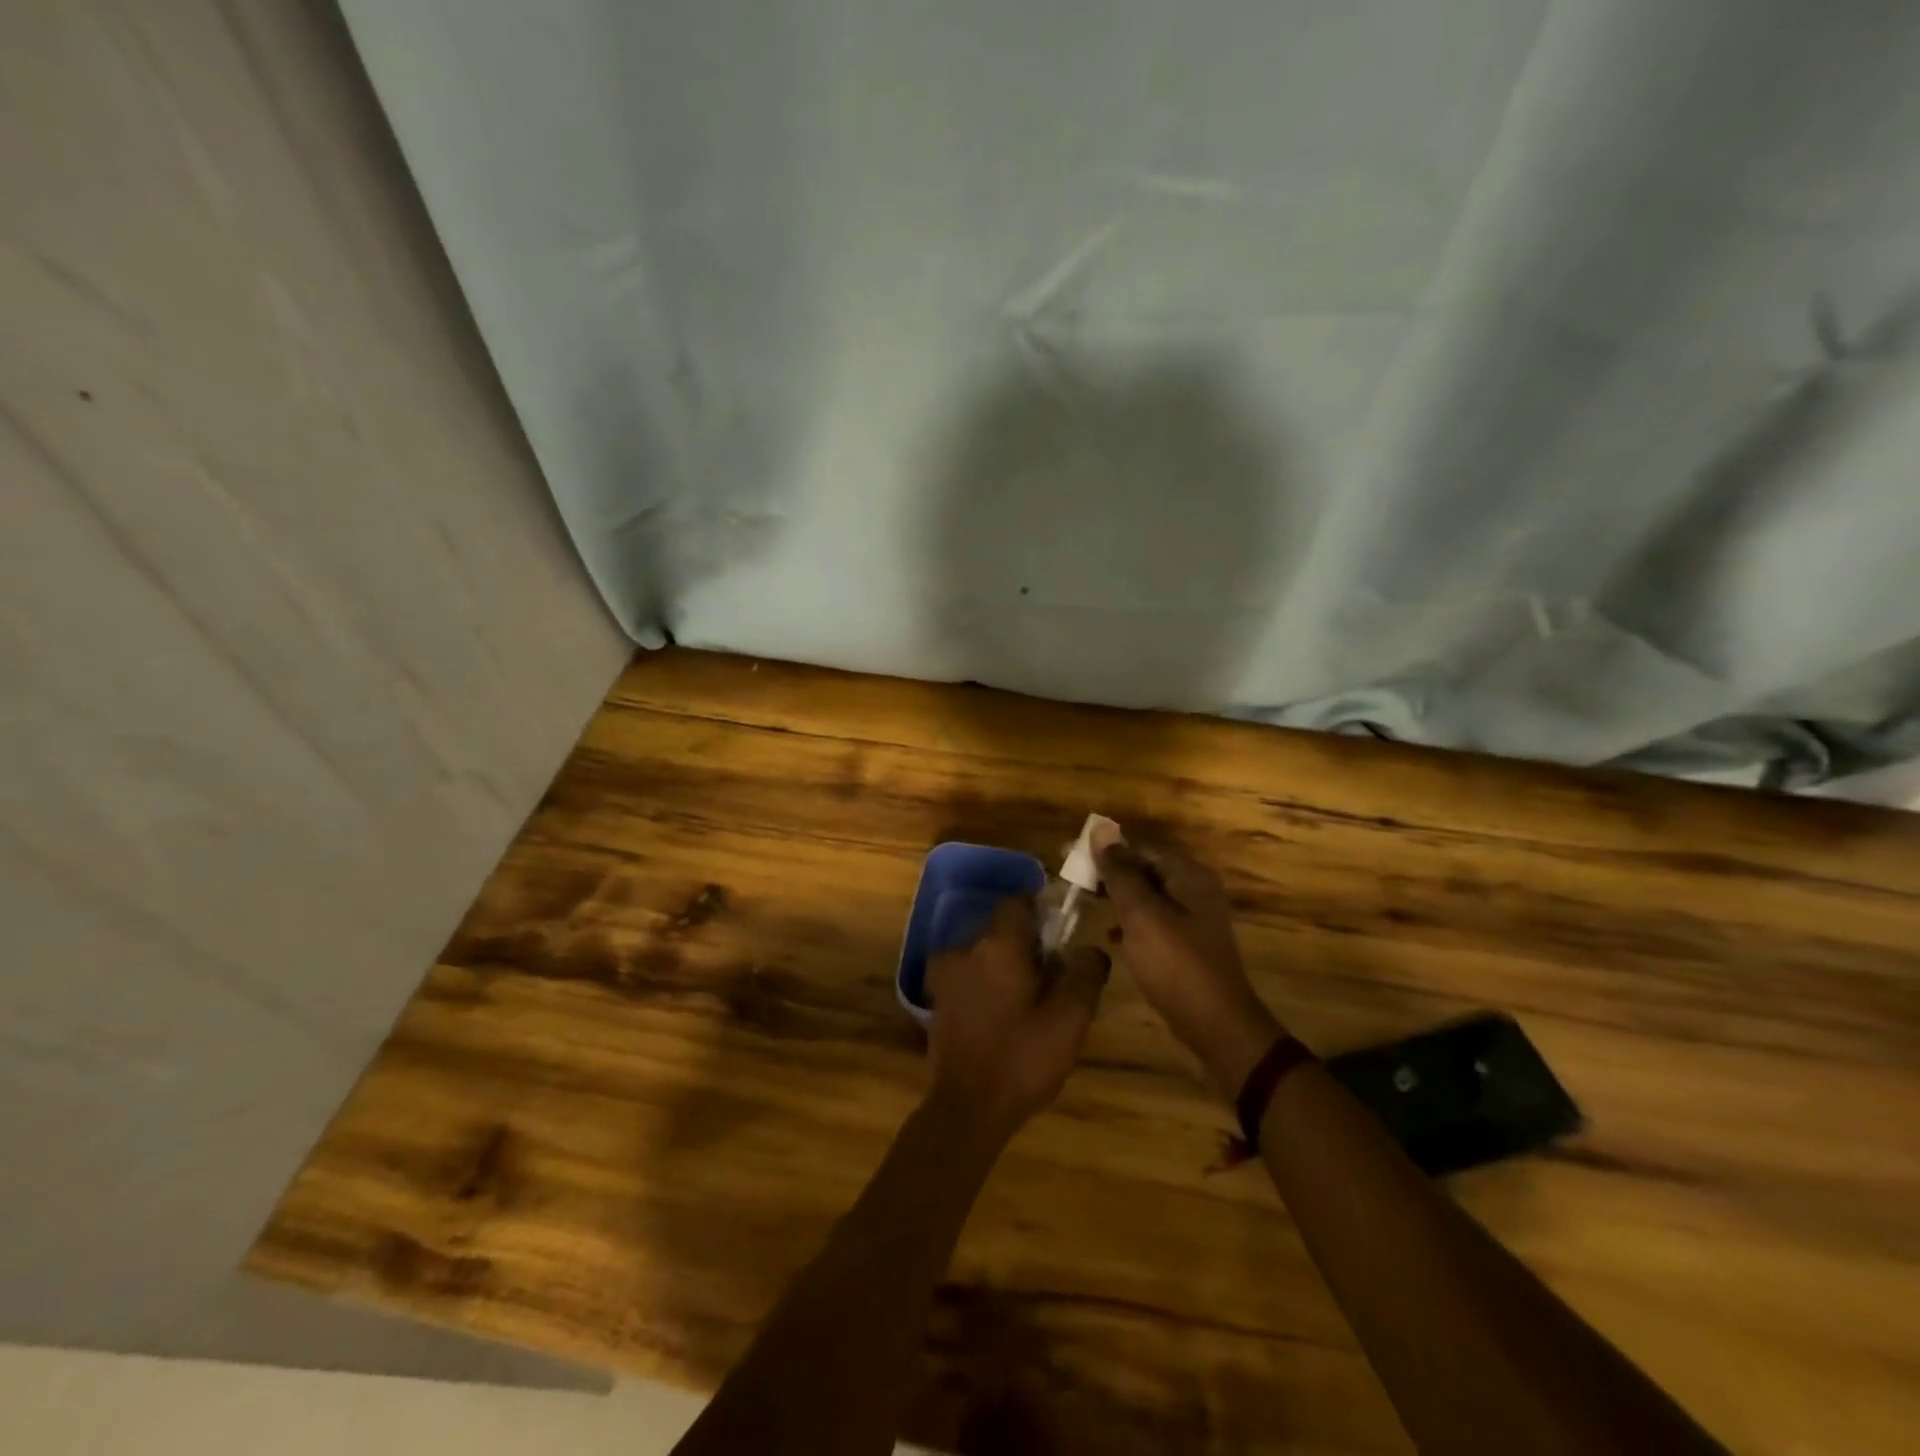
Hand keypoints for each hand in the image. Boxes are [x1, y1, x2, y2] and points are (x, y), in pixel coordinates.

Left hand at [926, 896, 1110, 1137]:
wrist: (968, 1108)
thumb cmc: (1022, 1058)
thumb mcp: (1070, 1019)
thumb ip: (1085, 974)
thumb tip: (1091, 949)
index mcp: (997, 944)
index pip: (1017, 901)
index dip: (1040, 910)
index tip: (1060, 934)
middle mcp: (965, 949)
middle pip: (1000, 929)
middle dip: (1026, 945)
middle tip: (1052, 977)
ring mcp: (945, 975)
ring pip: (982, 954)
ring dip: (1004, 967)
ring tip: (1028, 1002)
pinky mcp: (937, 1001)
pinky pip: (968, 977)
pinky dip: (985, 985)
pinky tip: (1002, 1017)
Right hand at [1095, 841, 1283, 1096]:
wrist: (1216, 1024)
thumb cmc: (1175, 963)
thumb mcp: (1140, 914)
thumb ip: (1119, 871)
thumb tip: (1100, 829)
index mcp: (1188, 875)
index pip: (1140, 847)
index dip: (1105, 850)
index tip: (1071, 858)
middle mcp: (1195, 888)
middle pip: (1145, 869)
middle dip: (1110, 874)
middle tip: (1075, 883)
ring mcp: (1194, 917)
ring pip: (1147, 895)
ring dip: (1118, 898)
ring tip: (1087, 904)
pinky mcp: (1188, 943)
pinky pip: (1154, 920)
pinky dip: (1131, 922)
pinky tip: (1111, 937)